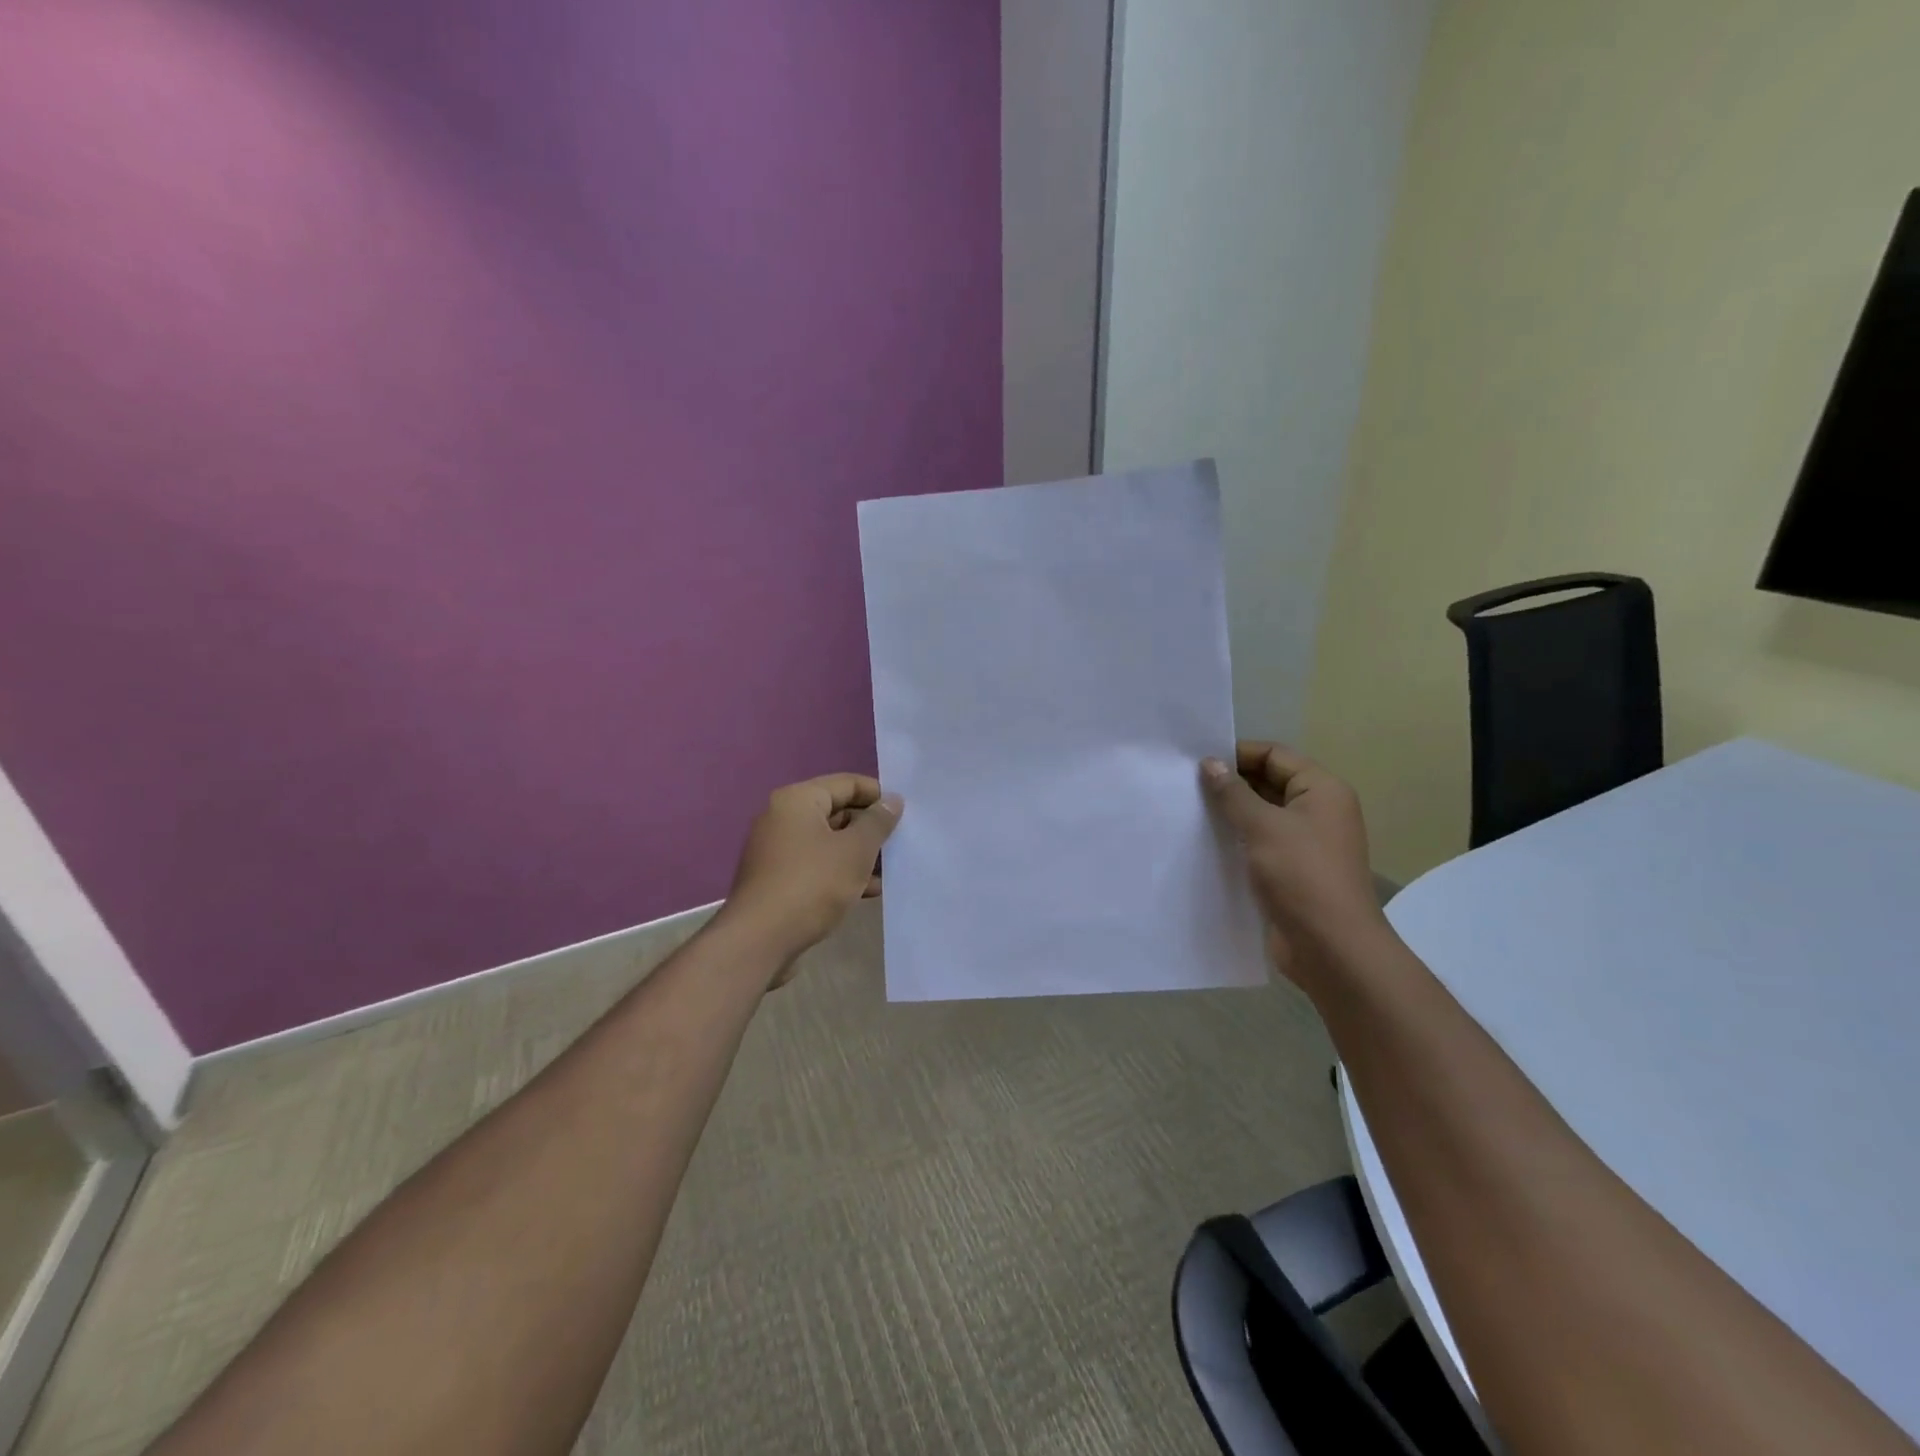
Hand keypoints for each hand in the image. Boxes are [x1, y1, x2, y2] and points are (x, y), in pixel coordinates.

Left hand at [716, 774, 903, 984]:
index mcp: (797, 800)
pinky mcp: (777, 879)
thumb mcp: (855, 850)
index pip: (846, 783)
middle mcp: (782, 818)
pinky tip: (868, 891)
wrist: (760, 940)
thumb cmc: (812, 884)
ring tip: (891, 868)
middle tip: (901, 841)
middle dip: (869, 827)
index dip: (877, 795)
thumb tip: (892, 801)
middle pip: (836, 811)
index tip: (905, 812)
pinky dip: (841, 872)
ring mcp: (777, 850)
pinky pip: (817, 865)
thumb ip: (877, 822)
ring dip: (859, 853)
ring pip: (828, 842)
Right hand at [1201, 743, 1388, 991]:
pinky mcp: (1291, 871)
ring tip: (1187, 811)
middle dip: (1230, 783)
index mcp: (1322, 791)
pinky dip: (1235, 840)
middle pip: (1268, 783)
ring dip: (1229, 813)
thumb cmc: (1302, 876)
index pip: (1275, 755)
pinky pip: (1259, 843)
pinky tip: (1202, 843)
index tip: (1196, 761)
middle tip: (1184, 785)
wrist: (1331, 948)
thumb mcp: (1263, 827)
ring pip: (1261, 815)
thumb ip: (1233, 794)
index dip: (1237, 753)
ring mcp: (1305, 843)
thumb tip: (1210, 764)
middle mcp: (1317, 811)